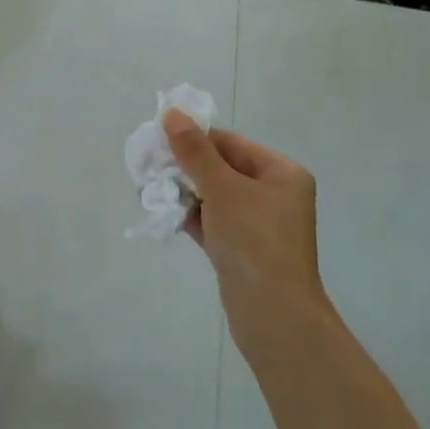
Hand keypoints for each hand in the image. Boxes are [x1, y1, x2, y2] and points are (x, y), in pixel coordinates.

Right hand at [163, 111, 327, 346]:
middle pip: (221, 168)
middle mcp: (274, 194)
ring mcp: (259, 224)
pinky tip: (161, 213)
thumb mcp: (222, 189)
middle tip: (148, 167)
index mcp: (281, 172)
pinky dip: (190, 216)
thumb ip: (194, 151)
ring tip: (149, 191)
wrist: (274, 315)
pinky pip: (212, 222)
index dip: (194, 139)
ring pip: (214, 196)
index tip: (157, 141)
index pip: (230, 143)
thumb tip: (172, 113)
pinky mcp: (242, 249)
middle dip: (184, 167)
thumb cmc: (254, 241)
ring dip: (183, 192)